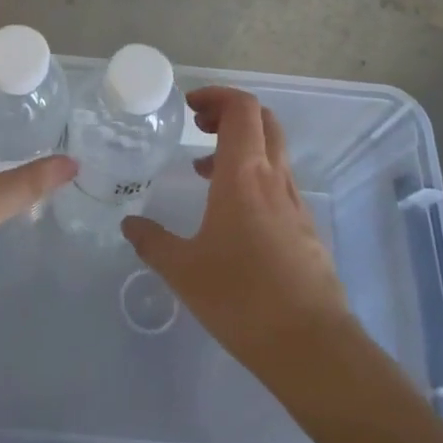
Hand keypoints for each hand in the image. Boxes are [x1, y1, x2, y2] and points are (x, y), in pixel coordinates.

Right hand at [122, 86, 352, 376]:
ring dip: (241, 146)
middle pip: (263, 120)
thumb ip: (153, 242)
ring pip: (273, 151)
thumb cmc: (242, 298)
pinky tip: (231, 215)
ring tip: (204, 172)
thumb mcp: (183, 270)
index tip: (190, 107)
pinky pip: (278, 182)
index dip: (217, 95)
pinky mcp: (305, 228)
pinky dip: (253, 177)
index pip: (242, 108)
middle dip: (229, 113)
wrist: (312, 346)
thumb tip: (129, 224)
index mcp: (244, 174)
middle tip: (199, 127)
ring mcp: (295, 202)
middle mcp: (274, 178)